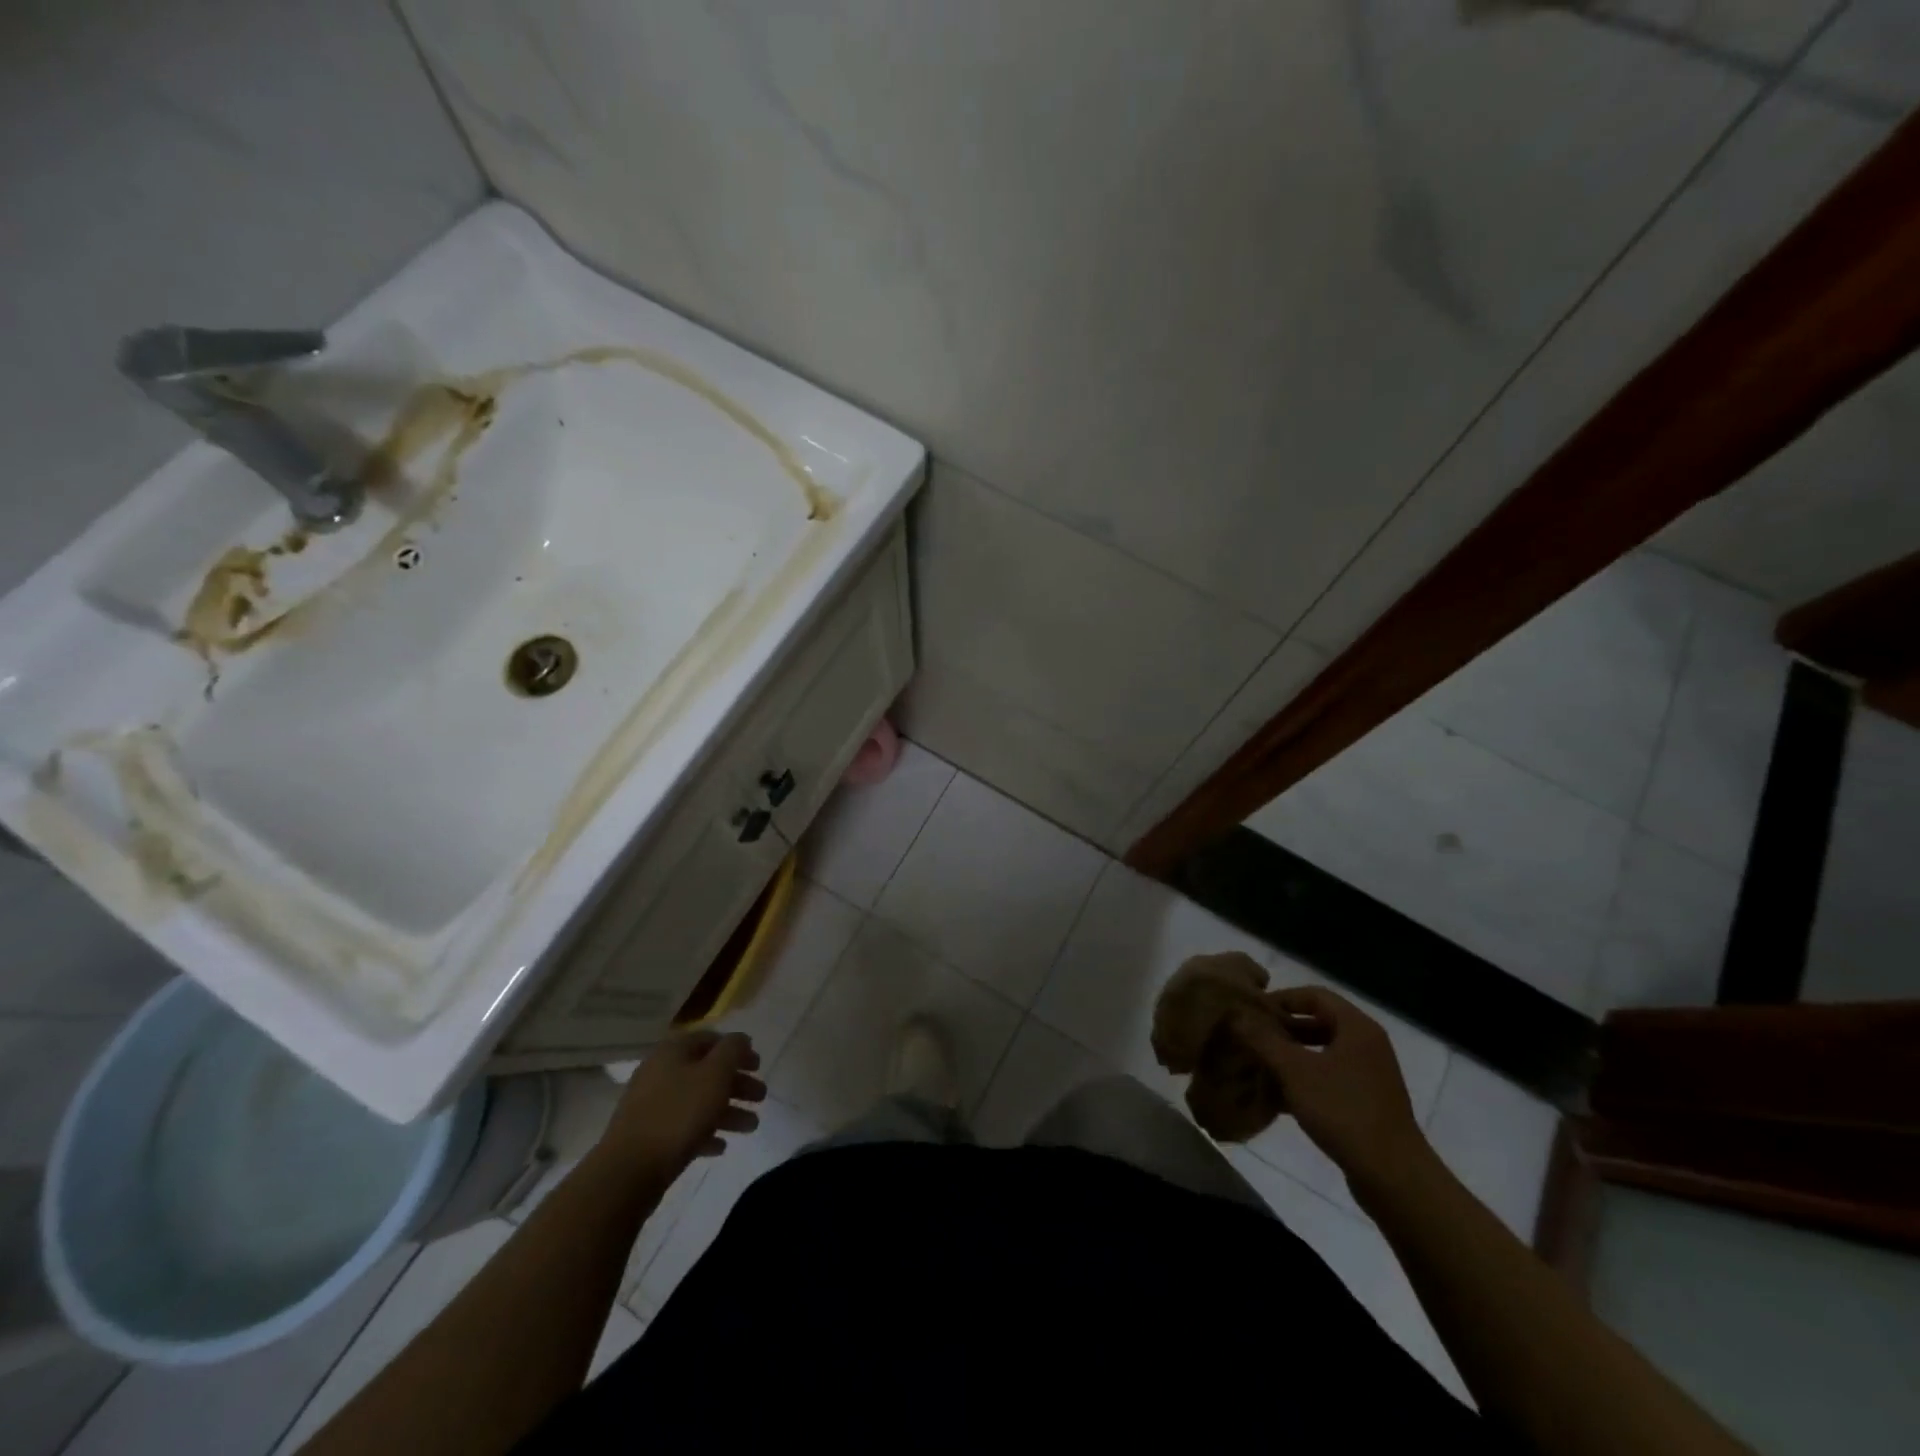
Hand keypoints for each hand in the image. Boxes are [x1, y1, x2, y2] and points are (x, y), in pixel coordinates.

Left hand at [596, 1030, 765, 1181]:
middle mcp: (660, 1072)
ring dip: (727, 1111)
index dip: (737, 1049)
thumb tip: (740, 1039)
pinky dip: (705, 1132)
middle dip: (737, 1084)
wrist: (628, 1171)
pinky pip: (683, 1127)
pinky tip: (721, 1146)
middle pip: (707, 1071)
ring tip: (752, 1127)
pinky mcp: (648, 1136)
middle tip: (761, 1097)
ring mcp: (652, 1105)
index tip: (758, 1065)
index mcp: (673, 1051)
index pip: (711, 1039)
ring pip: (698, 1101)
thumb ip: (733, 1051)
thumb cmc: (678, 1114)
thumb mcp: (715, 1074)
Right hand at [1232, 986, 1429, 1193]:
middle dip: (1283, 1028)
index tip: (1253, 1011)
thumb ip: (1263, 1040)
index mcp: (1356, 1027)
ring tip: (1259, 1063)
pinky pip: (1330, 1078)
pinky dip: (1305, 1079)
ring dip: (1291, 1055)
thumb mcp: (1295, 1070)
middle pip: (1319, 1022)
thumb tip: (1235, 1015)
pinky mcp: (1367, 1102)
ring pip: (1322, 1052)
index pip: (1314, 995)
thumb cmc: (1343, 1110)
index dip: (1282, 998)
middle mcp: (1367, 1045)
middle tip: (1251, 1036)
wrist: (1393, 1176)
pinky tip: (1278, 1095)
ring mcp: (1369, 1075)